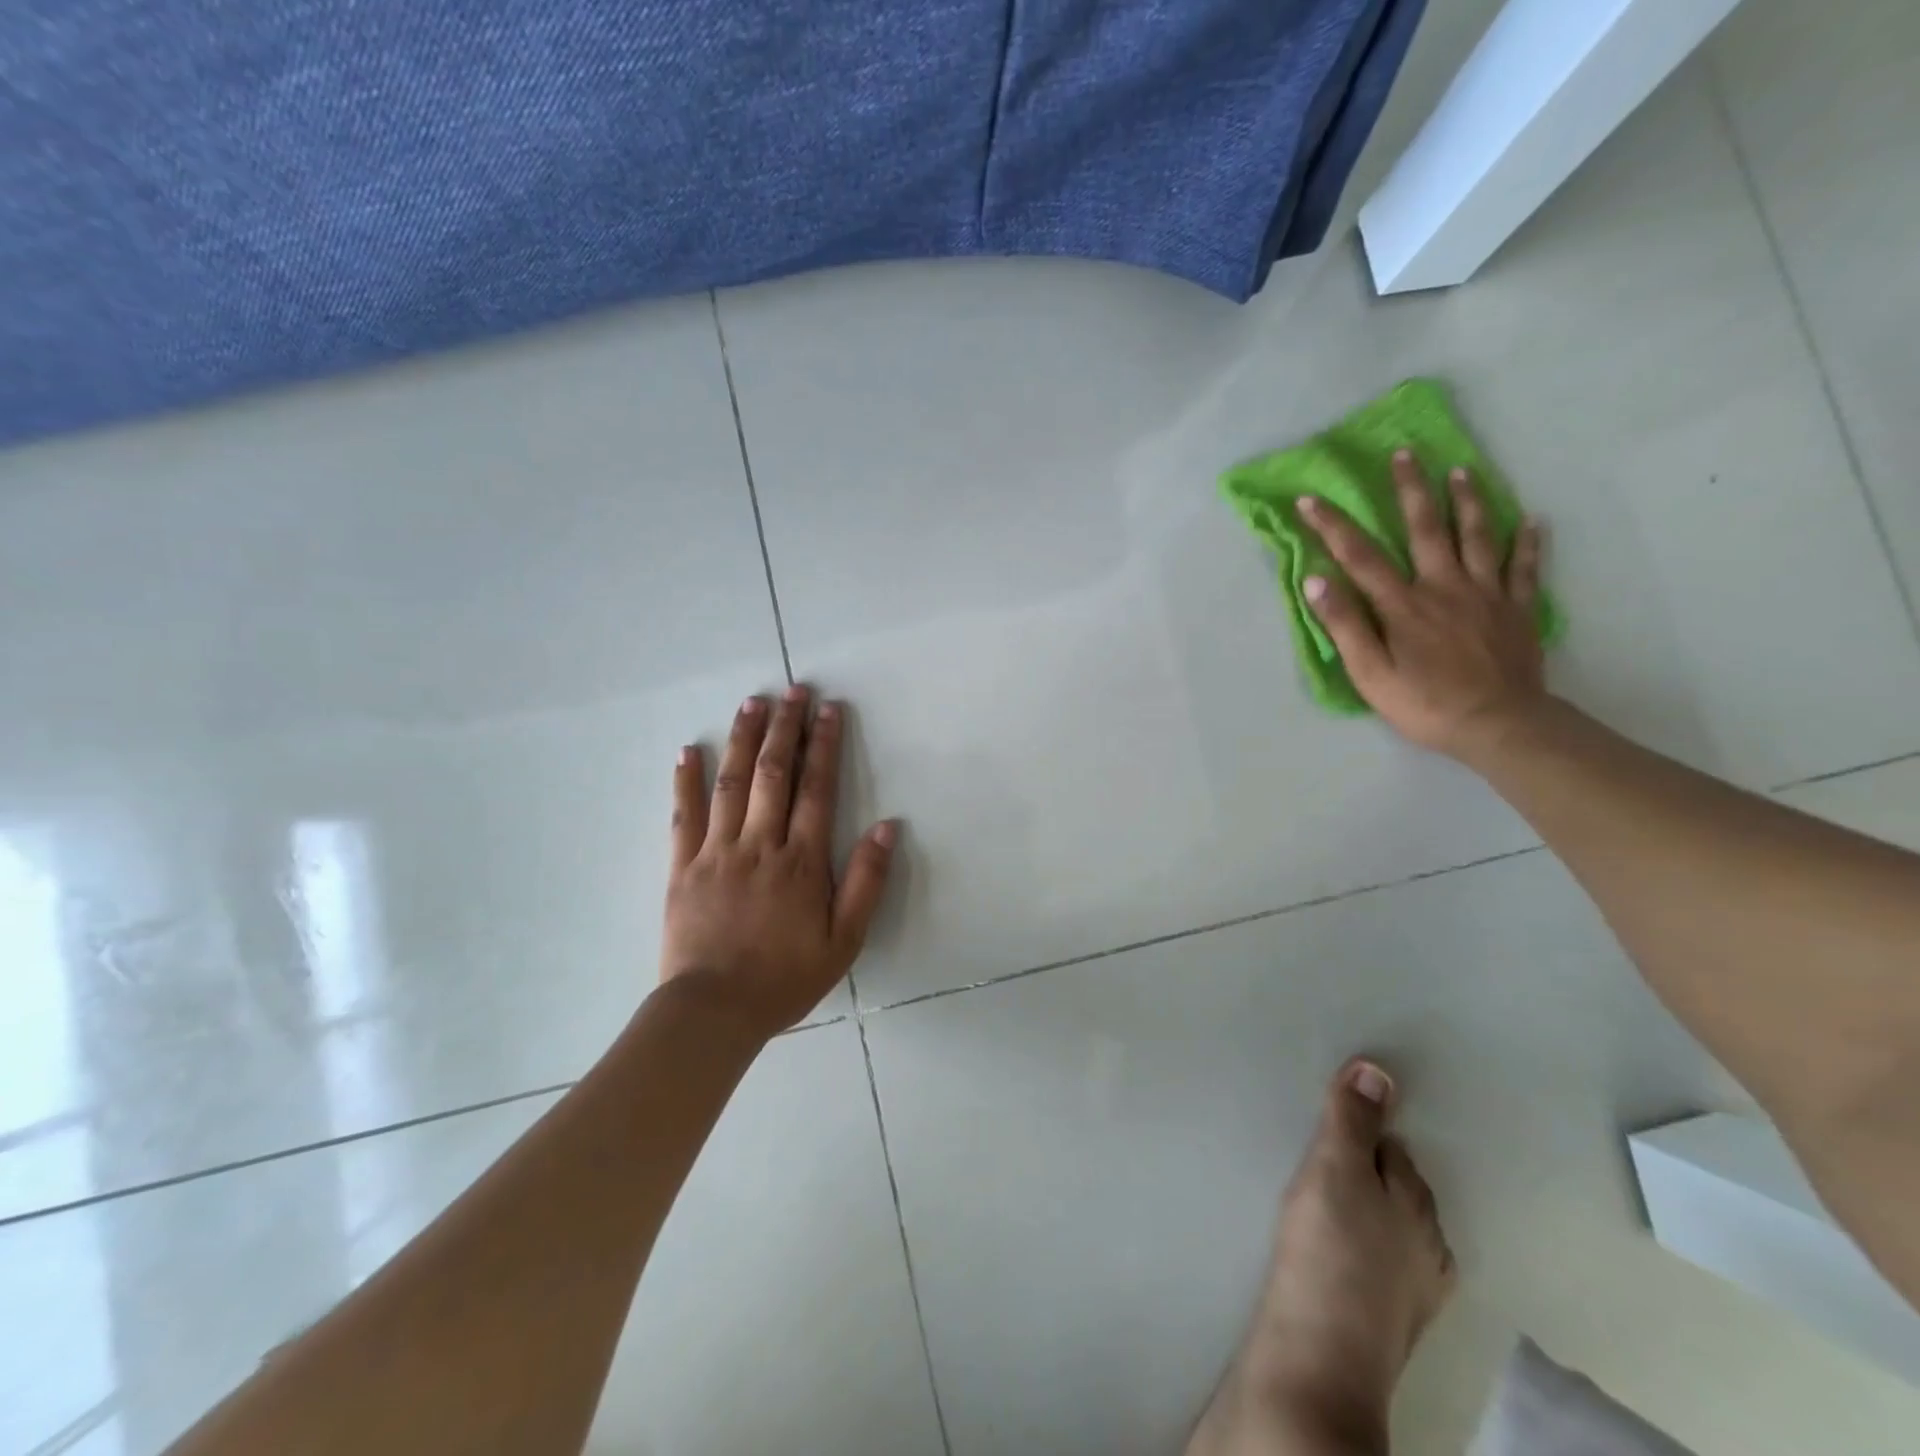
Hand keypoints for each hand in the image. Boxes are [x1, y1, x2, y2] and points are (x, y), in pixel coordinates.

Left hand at [661, 686, 894, 1038]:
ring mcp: (717, 853)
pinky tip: (689, 751)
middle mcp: (759, 845)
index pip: (817, 789)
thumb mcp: (844, 940)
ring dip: (744, 740)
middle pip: (774, 774)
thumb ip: (866, 881)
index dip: (824, 745)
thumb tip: (889, 826)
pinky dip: (686, 781)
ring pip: (732, 784)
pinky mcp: (683, 868)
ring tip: (752, 703)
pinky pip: (684, 817)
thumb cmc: (785, 978)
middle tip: (793, 689)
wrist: (714, 1013)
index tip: (829, 710)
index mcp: (801, 861)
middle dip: (785, 728)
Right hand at [1298, 450, 1548, 759]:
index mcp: (1403, 605)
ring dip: (1468, 500)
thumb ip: (1345, 624)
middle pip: (1426, 529)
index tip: (1311, 500)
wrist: (1499, 726)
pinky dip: (1527, 542)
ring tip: (1461, 471)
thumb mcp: (1370, 673)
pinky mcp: (1517, 609)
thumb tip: (1317, 579)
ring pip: (1478, 536)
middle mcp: (1444, 587)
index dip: (1333, 526)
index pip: (1361, 557)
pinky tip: (1531, 520)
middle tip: (1405, 453)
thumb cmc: (1423, 704)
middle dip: (1411, 490)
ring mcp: (1486, 594)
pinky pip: (1524, 568)